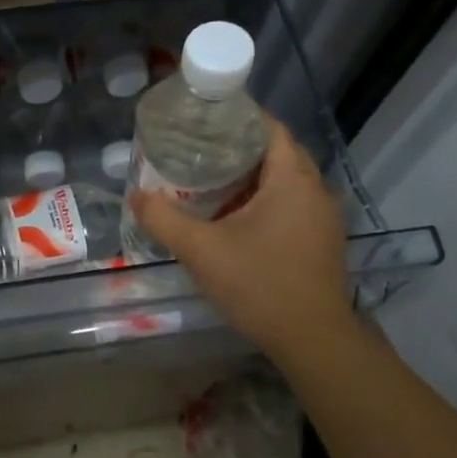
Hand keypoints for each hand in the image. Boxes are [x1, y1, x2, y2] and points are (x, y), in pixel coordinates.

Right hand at [129, 112, 353, 356]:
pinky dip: (259, 202)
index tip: (201, 119)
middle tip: (193, 151)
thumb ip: (164, 219)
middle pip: (274, 153)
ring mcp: (321, 218)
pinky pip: (287, 206)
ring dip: (246, 179)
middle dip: (234, 149)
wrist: (311, 340)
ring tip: (204, 182)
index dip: (235, 117)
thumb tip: (135, 196)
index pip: (268, 127)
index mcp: (292, 179)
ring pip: (281, 182)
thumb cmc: (259, 285)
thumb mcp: (201, 250)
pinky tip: (229, 219)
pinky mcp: (319, 241)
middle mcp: (314, 190)